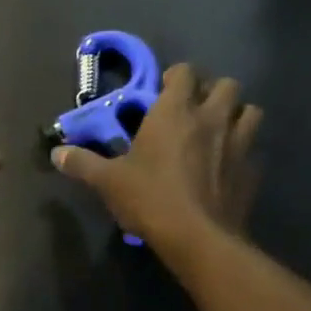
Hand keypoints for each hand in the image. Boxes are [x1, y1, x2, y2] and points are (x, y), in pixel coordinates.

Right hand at [51, 64, 261, 253]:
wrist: (198, 238)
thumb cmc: (150, 199)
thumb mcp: (108, 182)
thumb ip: (83, 163)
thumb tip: (57, 154)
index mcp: (175, 111)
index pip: (184, 72)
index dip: (175, 77)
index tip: (163, 92)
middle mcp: (211, 118)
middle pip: (226, 84)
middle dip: (213, 92)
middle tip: (195, 111)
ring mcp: (239, 143)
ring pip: (251, 112)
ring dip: (237, 116)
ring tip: (221, 133)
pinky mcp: (252, 171)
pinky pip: (254, 151)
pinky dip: (244, 155)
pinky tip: (229, 169)